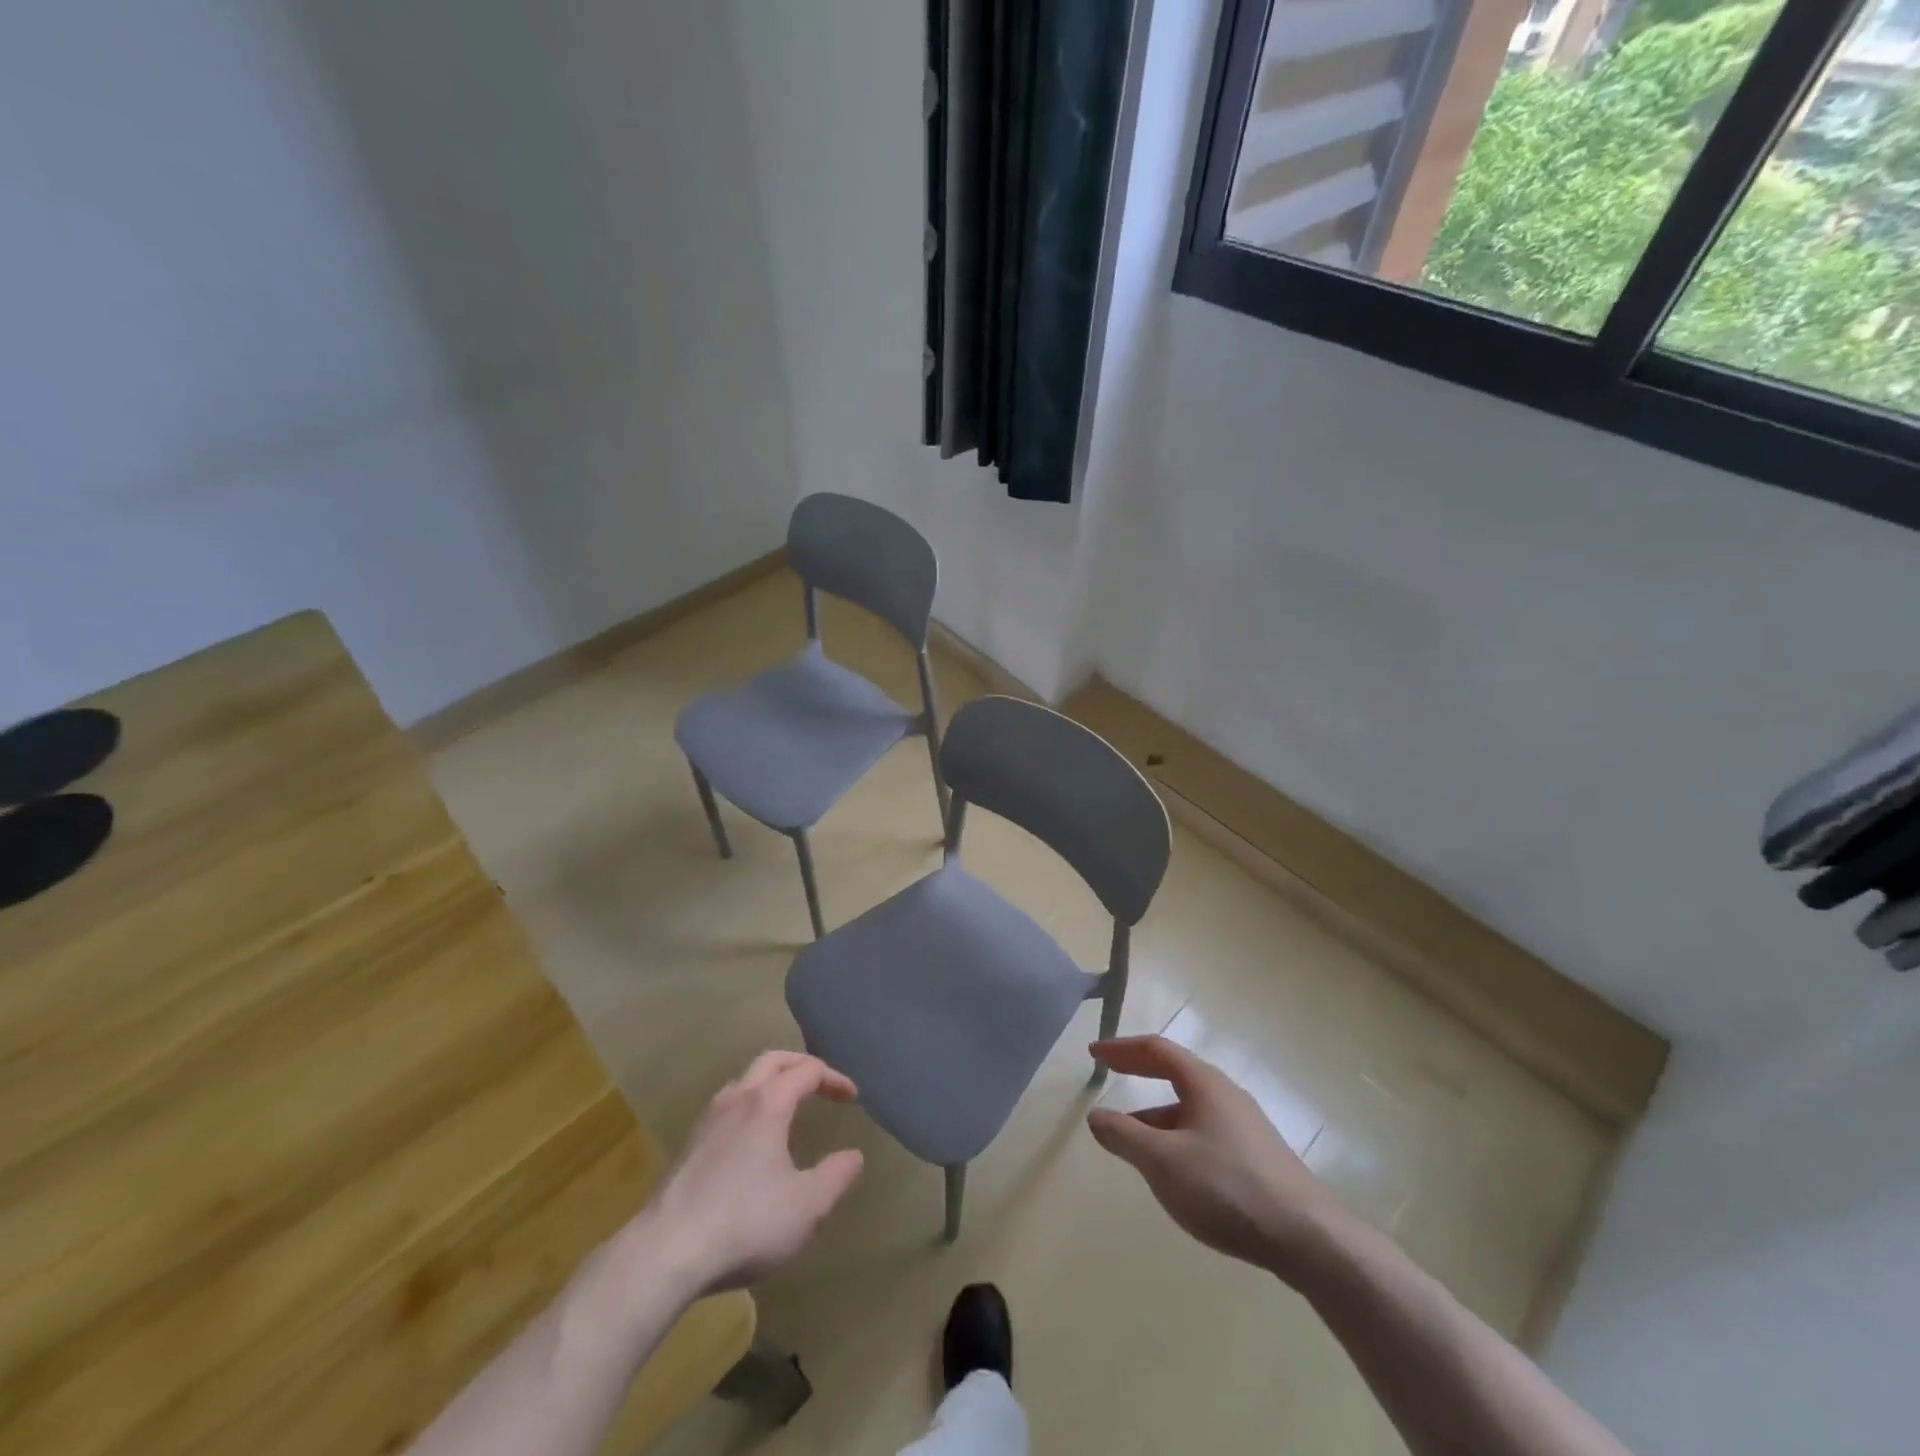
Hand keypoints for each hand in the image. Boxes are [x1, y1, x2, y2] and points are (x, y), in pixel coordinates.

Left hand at [626, 1052, 864, 1297]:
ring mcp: (707, 1120)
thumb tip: (853, 1155)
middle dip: (801, 1065)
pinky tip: (752, 1143)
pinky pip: (727, 1107)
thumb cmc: (745, 1224)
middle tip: (821, 1084)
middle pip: (772, 1061)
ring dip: (771, 1084)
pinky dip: (749, 1107)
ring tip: (788, 1112)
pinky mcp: (688, 1145)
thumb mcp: (807, 1207)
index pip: (807, 1070)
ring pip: (744, 1081)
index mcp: (768, 1103)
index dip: (833, 1078)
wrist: (664, 1253)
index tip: (852, 1097)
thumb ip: (836, 1177)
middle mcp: (737, 1099)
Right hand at [1086, 1035, 1349, 1283]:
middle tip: (1107, 1072)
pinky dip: (1175, 1134)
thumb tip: (1096, 1115)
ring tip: (1129, 1134)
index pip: (1156, 1050)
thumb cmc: (1227, 1188)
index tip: (1094, 1053)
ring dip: (1154, 1111)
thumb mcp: (1163, 1162)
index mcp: (1204, 1083)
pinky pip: (1203, 1129)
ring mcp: (1244, 1125)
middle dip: (1138, 1070)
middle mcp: (1225, 1094)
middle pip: (1175, 1071)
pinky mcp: (1255, 1156)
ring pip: (1189, 1106)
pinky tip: (1171, 1168)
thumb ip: (1124, 1136)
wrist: (1307, 1238)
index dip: (1122, 1048)